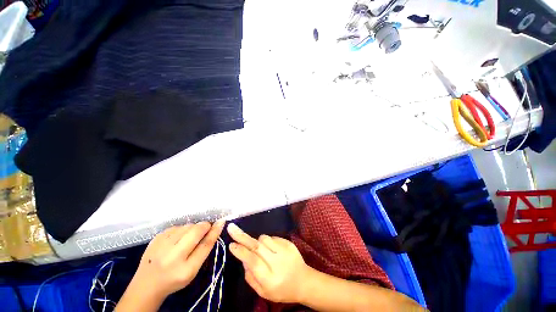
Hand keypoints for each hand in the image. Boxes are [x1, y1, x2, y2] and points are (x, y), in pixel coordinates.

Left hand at [129, 221, 224, 299]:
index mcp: (185, 269)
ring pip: (187, 226)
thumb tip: (216, 226)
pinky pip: (176, 226)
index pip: (205, 245)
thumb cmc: (175, 278)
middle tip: (205, 229)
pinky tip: (177, 238)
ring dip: (192, 228)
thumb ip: (205, 248)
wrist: (147, 284)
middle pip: (196, 231)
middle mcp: (172, 256)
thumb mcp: (193, 269)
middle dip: (204, 226)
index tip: (221, 222)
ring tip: (188, 238)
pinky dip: (181, 230)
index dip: (214, 231)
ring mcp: (161, 245)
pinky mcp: (156, 238)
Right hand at [227, 223, 312, 303]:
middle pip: (257, 246)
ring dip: (257, 241)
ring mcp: (285, 250)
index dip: (241, 252)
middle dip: (242, 237)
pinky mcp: (289, 243)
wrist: (303, 281)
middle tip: (232, 228)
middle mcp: (277, 262)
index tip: (231, 245)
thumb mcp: (263, 291)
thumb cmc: (281, 289)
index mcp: (270, 278)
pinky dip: (268, 242)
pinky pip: (272, 237)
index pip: (253, 262)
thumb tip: (242, 258)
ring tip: (261, 250)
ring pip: (264, 238)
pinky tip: (272, 251)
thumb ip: (250, 277)